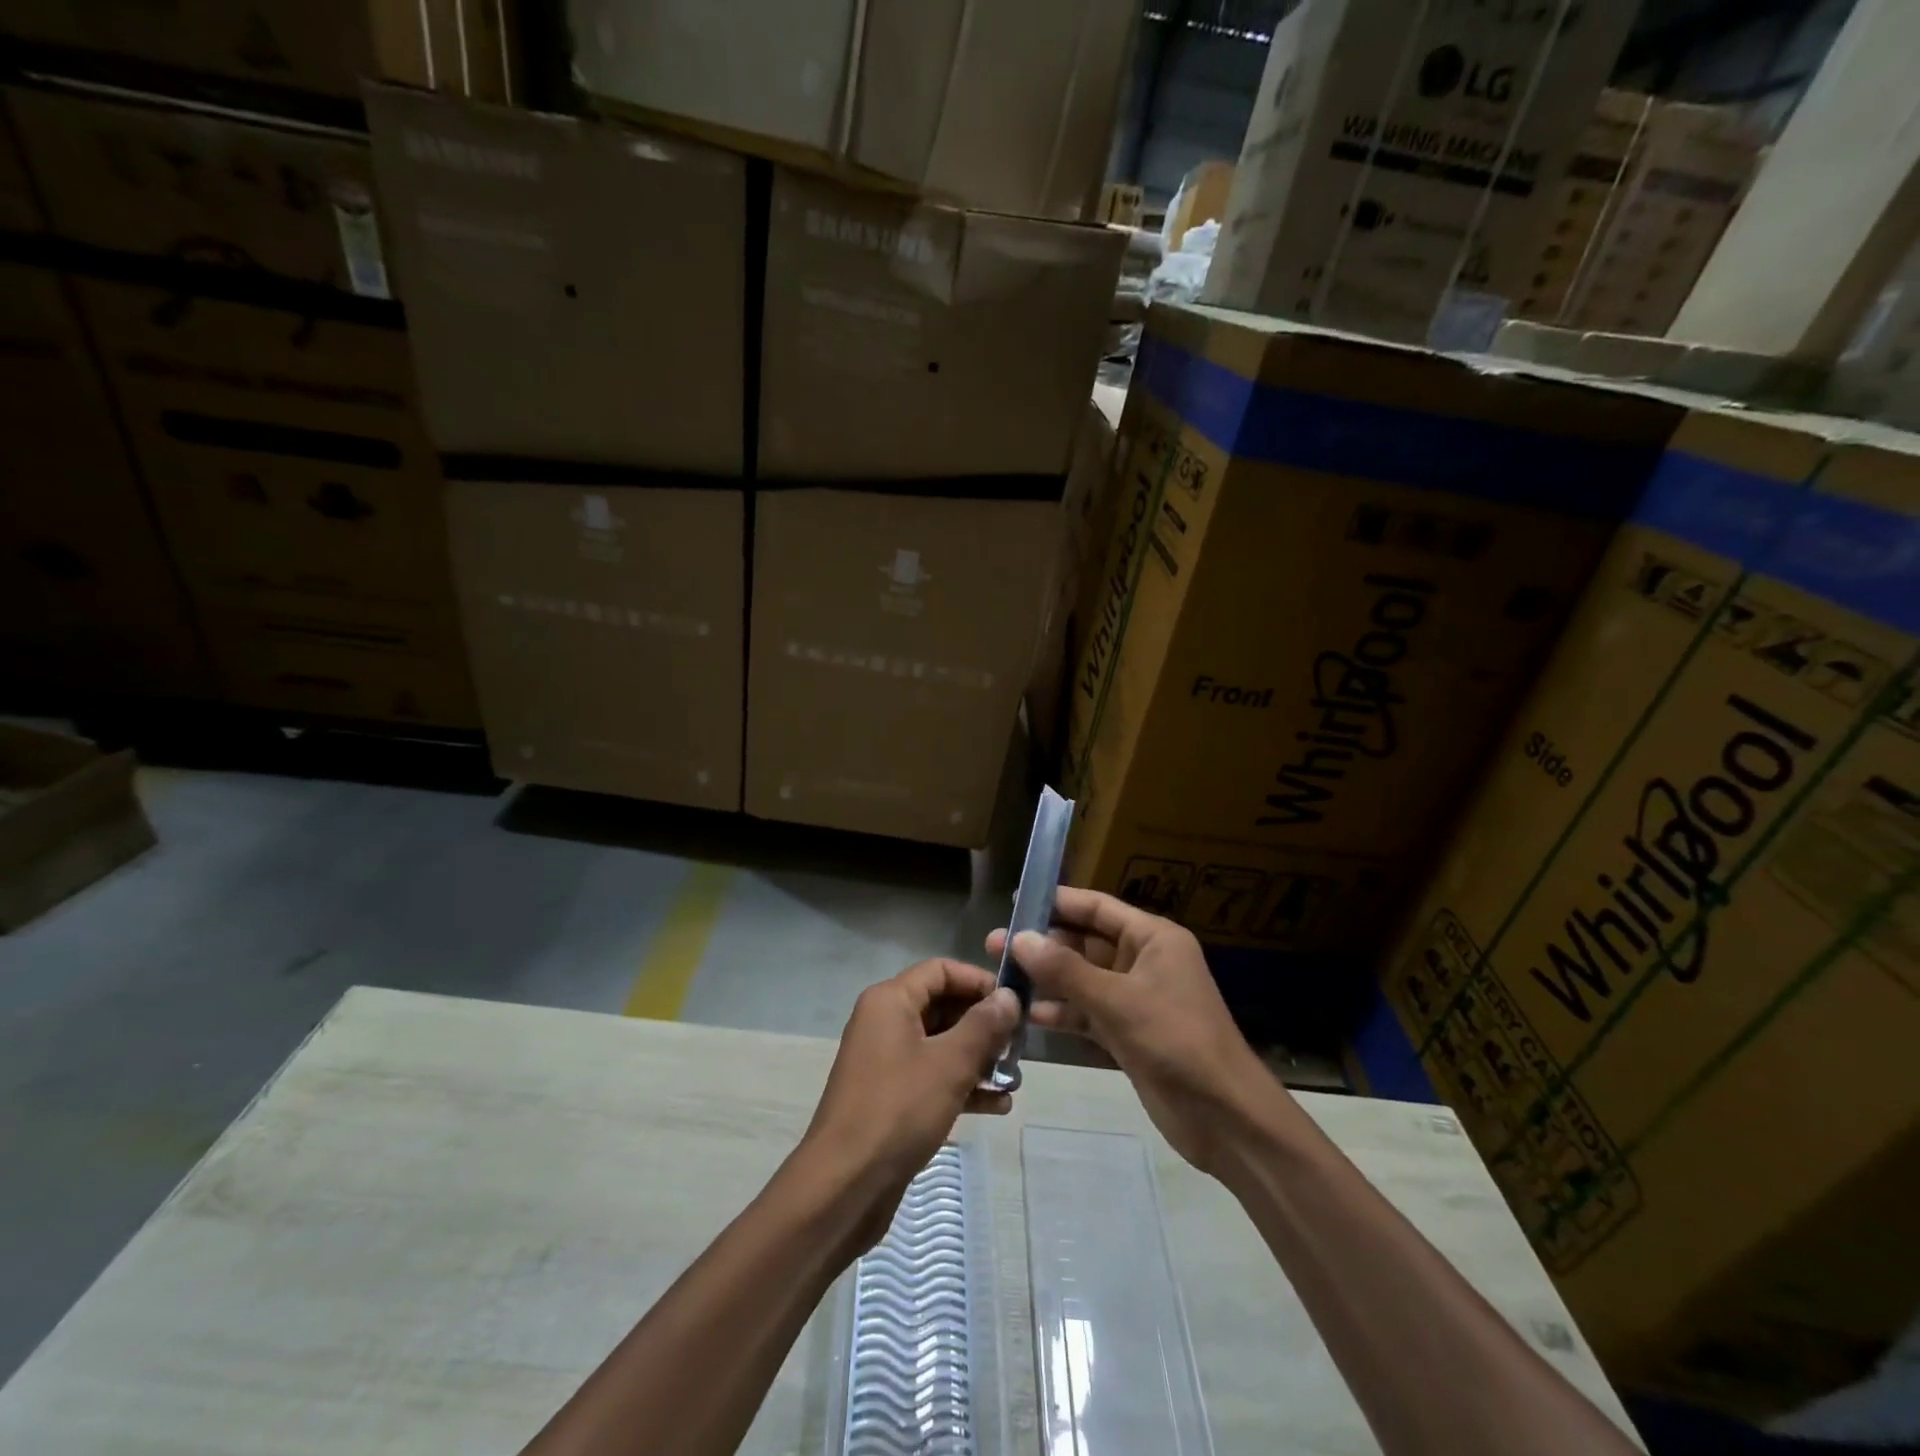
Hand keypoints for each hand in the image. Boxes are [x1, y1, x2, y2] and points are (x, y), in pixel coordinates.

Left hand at [795, 959, 1017, 1245]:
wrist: (844, 1186)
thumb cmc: (898, 1110)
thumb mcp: (949, 1064)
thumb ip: (984, 1026)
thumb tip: (1009, 996)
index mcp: (890, 1001)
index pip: (941, 970)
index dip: (980, 981)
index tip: (1015, 1003)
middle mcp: (885, 1022)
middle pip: (943, 1006)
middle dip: (983, 1025)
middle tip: (1020, 1046)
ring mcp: (886, 1061)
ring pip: (941, 1045)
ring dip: (978, 1058)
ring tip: (1014, 1079)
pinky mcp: (891, 1096)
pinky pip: (933, 1077)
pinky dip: (962, 1085)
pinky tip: (998, 1106)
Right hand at [988, 887, 1294, 1177]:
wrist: (1225, 1118)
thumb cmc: (1176, 1041)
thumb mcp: (1117, 1000)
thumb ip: (1065, 970)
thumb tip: (1019, 938)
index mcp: (1153, 938)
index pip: (1097, 907)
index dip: (1057, 902)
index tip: (1015, 902)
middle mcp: (1143, 961)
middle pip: (1085, 942)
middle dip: (1044, 944)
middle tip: (995, 945)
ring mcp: (1135, 998)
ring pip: (1082, 978)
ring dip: (1047, 979)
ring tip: (1001, 978)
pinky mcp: (1128, 1033)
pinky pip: (1087, 1012)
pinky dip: (1061, 1012)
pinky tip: (1028, 1015)